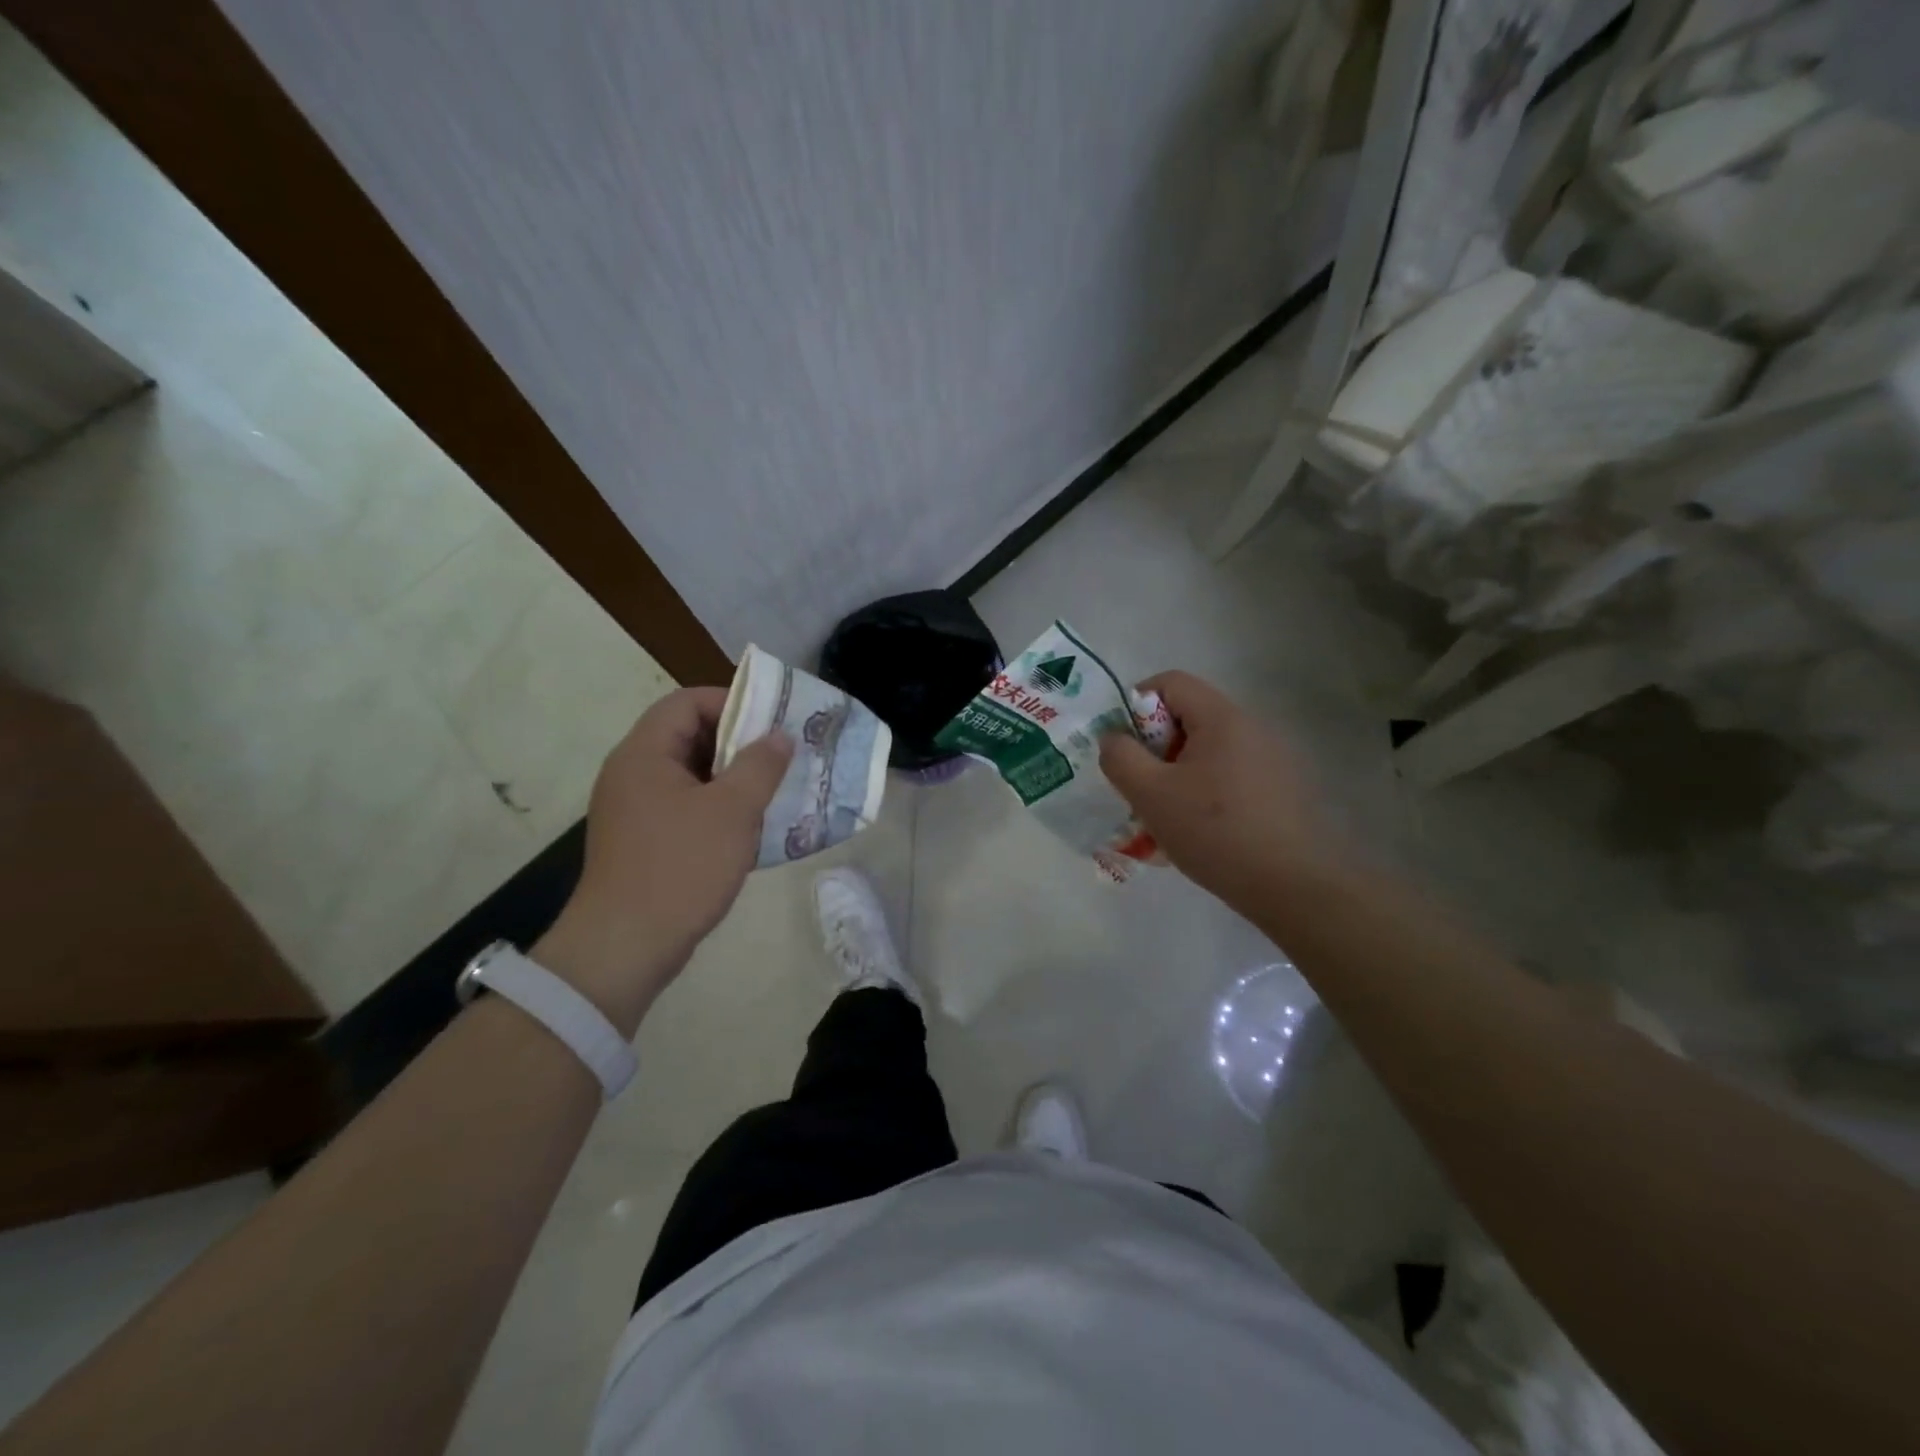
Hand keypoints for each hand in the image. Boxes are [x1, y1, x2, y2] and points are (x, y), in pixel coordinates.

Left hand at [534, 687, 791, 1032]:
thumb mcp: (733, 811)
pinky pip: (684, 807)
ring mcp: (633, 810)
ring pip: (689, 775)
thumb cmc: (681, 867)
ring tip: (772, 790)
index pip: (686, 702)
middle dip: (737, 743)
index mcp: (644, 754)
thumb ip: (760, 766)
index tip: (771, 722)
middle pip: (687, 736)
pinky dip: (716, 808)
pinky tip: (748, 828)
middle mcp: (632, 774)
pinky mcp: (641, 841)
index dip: (731, 703)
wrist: (626, 946)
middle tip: (780, 757)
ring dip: (731, 778)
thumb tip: (779, 735)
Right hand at [1099, 671, 1337, 915]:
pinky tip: (1199, 832)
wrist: (1293, 887)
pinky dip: (1205, 793)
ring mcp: (1272, 760)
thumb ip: (1121, 757)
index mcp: (1222, 718)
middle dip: (1155, 747)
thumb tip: (1113, 738)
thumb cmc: (1215, 832)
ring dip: (1177, 774)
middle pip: (1189, 717)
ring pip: (1207, 752)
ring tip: (1165, 816)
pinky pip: (1229, 776)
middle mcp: (1252, 728)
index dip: (1136, 704)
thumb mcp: (1151, 794)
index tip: (1124, 748)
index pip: (1171, 682)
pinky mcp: (1282, 790)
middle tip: (1141, 787)